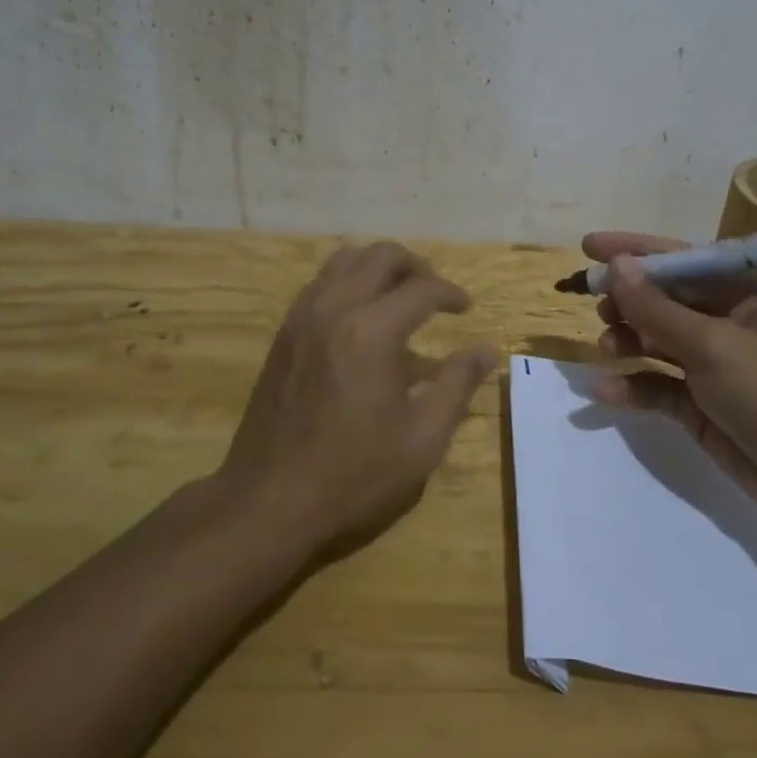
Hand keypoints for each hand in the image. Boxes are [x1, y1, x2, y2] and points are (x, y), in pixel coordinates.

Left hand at [217, 241, 497, 555]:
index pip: (422, 288)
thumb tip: (488, 349)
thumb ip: (458, 384)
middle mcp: (334, 308)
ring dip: (379, 268)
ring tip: (400, 298)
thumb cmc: (354, 475)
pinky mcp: (284, 331)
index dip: (451, 293)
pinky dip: (349, 281)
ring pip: (346, 259)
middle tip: (435, 296)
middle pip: (381, 256)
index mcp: (372, 331)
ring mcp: (302, 316)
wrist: (268, 501)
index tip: (467, 310)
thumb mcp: (422, 438)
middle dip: (416, 267)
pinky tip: (362, 318)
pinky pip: (322, 282)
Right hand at [582, 231, 756, 521]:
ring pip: (659, 342)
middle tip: (594, 302)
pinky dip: (633, 385)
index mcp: (745, 296)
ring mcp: (714, 366)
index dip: (635, 251)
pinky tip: (605, 390)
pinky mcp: (701, 406)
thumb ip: (658, 309)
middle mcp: (729, 324)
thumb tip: (617, 265)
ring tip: (606, 346)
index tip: (589, 246)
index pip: (683, 260)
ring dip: (629, 340)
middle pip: (666, 300)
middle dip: (628, 300)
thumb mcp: (713, 345)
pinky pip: (659, 386)